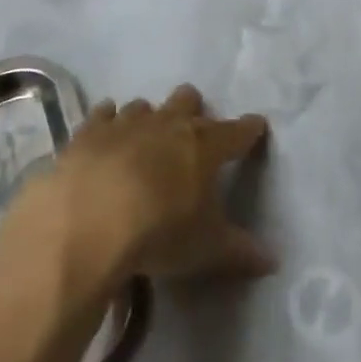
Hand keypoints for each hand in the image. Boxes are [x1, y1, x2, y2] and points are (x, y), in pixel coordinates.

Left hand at [54, 86, 275, 282]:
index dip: (249, 129)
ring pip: (143, 106)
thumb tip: (272, 261)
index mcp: (204, 146)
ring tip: (146, 138)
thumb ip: (240, 251)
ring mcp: (125, 123)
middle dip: (193, 109)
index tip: (256, 126)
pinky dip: (107, 119)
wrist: (89, 225)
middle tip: (193, 130)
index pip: (237, 131)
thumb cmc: (160, 233)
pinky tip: (106, 128)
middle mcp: (167, 124)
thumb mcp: (206, 248)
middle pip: (187, 100)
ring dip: (149, 118)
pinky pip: (102, 114)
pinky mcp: (88, 133)